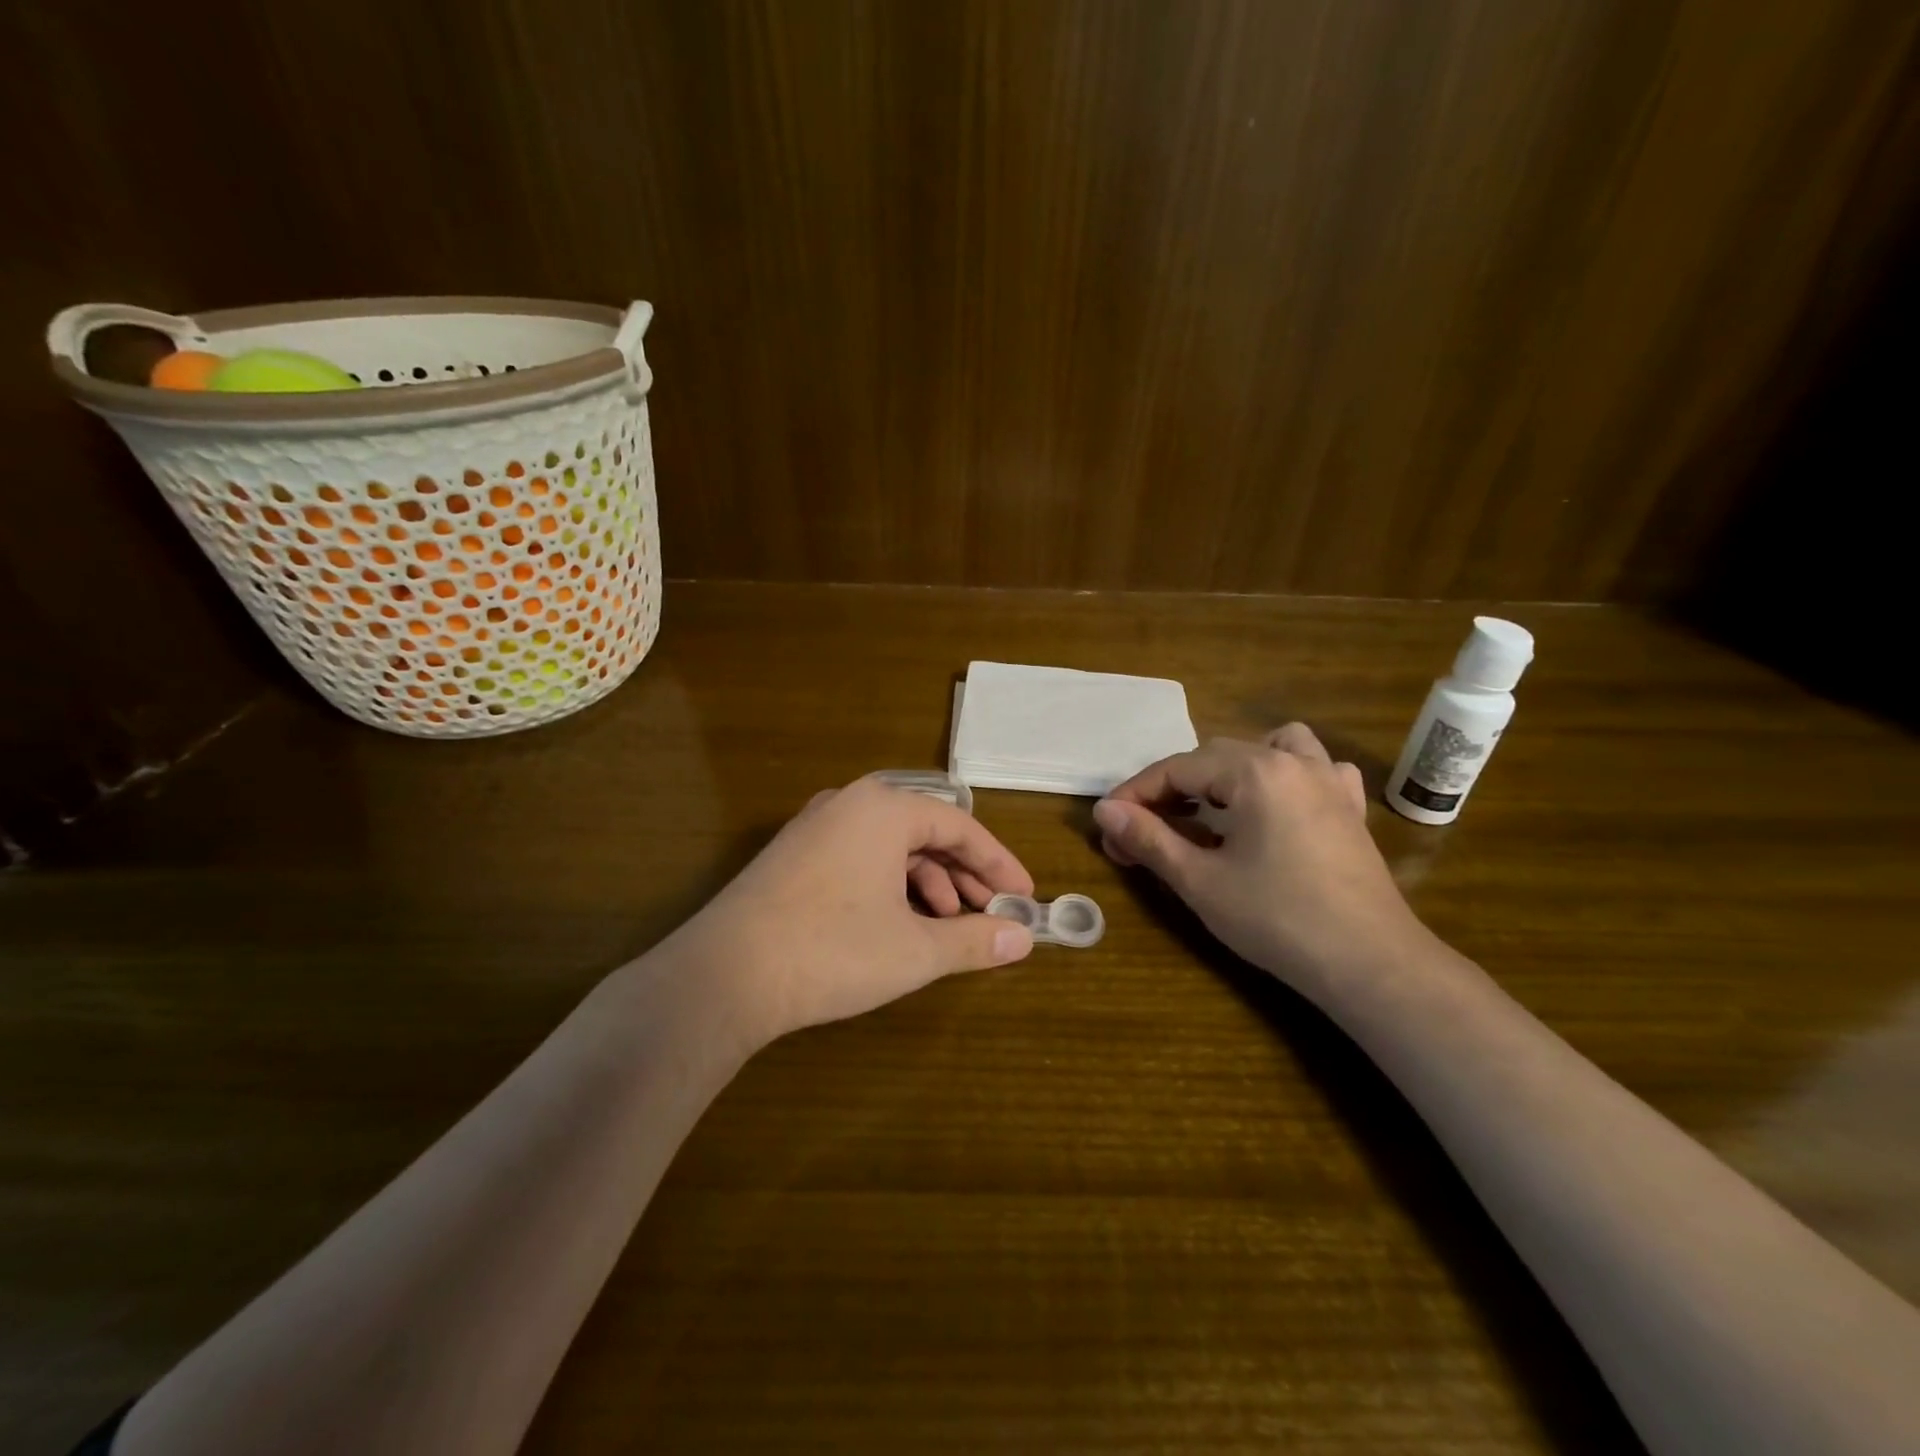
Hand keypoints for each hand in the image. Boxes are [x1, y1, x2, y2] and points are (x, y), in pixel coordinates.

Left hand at [669, 776, 1036, 1045]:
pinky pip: (860, 858)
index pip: (961, 827)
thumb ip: (974, 940)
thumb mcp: (915, 950)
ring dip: (928, 883)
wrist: (724, 975)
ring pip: (891, 847)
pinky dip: (890, 886)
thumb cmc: (833, 950)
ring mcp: (815, 827)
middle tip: (991, 913)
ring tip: (946, 925)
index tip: (1024, 897)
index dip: (998, 864)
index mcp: (884, 808)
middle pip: (925, 832)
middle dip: (964, 875)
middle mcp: (849, 803)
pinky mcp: (792, 856)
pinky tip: (897, 923)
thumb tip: (1022, 940)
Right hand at [1091, 724, 1428, 989]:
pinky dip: (1286, 776)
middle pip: (1214, 757)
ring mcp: (1329, 782)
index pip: (1176, 769)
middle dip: (1172, 789)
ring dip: (1231, 769)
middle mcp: (1292, 762)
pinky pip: (1315, 769)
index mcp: (1254, 771)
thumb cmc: (1277, 919)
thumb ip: (1149, 838)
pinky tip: (1276, 807)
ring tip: (1213, 804)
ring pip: (1269, 747)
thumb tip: (1105, 811)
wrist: (1370, 964)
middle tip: (1144, 831)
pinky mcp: (1349, 809)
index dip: (1135, 794)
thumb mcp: (1200, 881)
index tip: (1108, 824)